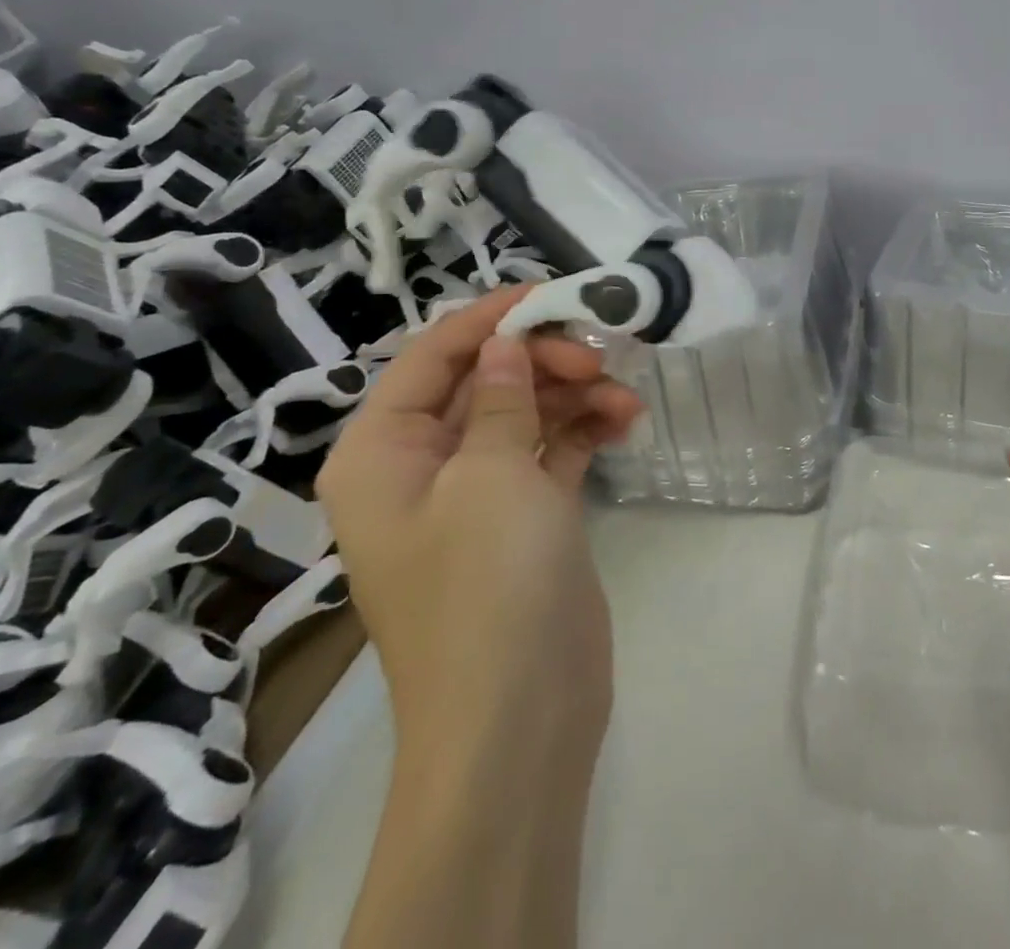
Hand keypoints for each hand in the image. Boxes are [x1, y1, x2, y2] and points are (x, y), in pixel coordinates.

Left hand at [317, 286, 641, 772]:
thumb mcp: (490, 475)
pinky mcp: (525, 517)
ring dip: (574, 395)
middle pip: (482, 381)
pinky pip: (551, 451)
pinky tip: (627, 421)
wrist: (520, 715)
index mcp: (382, 453)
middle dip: (541, 360)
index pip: (430, 357)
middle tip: (599, 357)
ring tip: (624, 395)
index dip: (488, 319)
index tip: (549, 293)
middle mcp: (422, 466)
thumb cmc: (486, 584)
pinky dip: (585, 431)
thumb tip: (502, 342)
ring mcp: (477, 493)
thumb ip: (498, 396)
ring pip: (524, 413)